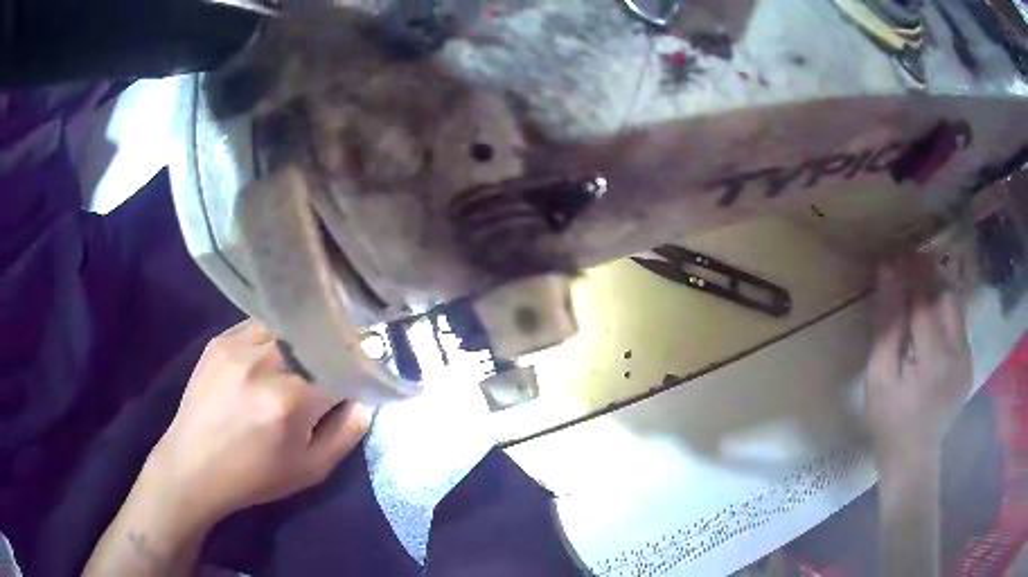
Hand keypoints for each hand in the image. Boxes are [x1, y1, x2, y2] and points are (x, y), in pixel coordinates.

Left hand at [146, 319, 372, 524]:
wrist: (194, 466)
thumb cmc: (255, 476)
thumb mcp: (310, 470)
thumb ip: (346, 434)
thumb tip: (365, 400)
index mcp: (291, 401)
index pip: (341, 369)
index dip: (355, 373)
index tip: (360, 378)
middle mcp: (265, 364)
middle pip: (314, 341)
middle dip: (330, 353)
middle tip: (331, 368)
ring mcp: (238, 346)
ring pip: (288, 327)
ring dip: (302, 342)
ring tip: (300, 360)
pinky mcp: (219, 340)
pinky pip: (259, 325)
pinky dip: (274, 336)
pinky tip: (270, 356)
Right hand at [865, 253, 971, 472]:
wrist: (913, 459)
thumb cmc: (889, 421)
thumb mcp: (879, 377)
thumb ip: (886, 325)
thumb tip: (887, 273)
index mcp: (934, 360)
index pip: (926, 300)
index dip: (912, 273)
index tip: (897, 253)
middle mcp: (958, 353)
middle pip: (947, 296)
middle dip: (928, 272)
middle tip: (909, 260)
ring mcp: (967, 359)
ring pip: (956, 306)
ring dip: (939, 286)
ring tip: (921, 277)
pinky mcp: (969, 363)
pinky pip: (959, 323)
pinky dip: (945, 308)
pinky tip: (932, 309)